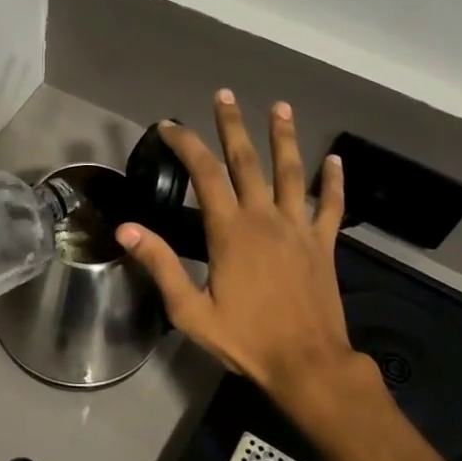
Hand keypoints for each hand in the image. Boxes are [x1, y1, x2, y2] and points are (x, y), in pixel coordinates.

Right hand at [116, 92, 382, 411]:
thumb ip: (160, 265)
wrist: (307, 365)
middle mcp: (265, 219)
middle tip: (225, 95)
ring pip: (292, 173)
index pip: (205, 174)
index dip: (186, 144)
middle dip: (233, 126)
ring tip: (281, 107)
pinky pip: (331, 206)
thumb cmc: (245, 339)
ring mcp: (299, 229)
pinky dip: (334, 181)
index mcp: (230, 231)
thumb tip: (126, 229)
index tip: (171, 125)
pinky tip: (336, 160)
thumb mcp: (190, 311)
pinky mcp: (324, 245)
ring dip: (285, 138)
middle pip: (247, 161)